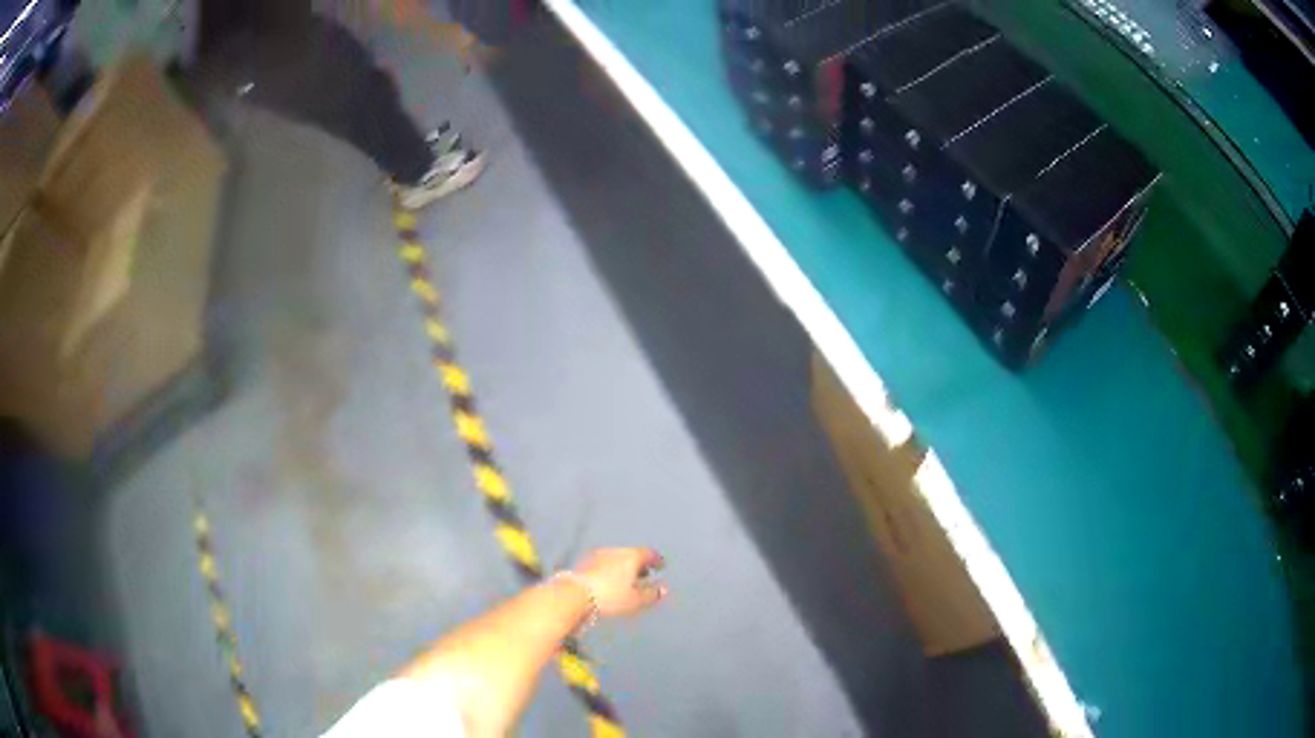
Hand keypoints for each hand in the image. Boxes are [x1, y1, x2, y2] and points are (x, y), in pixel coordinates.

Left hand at [573, 548, 666, 616]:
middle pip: (632, 555)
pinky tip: (610, 582)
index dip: (657, 560)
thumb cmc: (610, 597)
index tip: (661, 566)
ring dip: (624, 568)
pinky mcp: (584, 563)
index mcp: (631, 556)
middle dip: (640, 564)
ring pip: (617, 559)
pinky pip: (605, 564)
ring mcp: (597, 555)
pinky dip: (612, 570)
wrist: (573, 594)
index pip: (649, 554)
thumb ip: (652, 594)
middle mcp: (615, 551)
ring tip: (628, 580)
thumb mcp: (635, 599)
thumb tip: (664, 589)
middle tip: (646, 574)